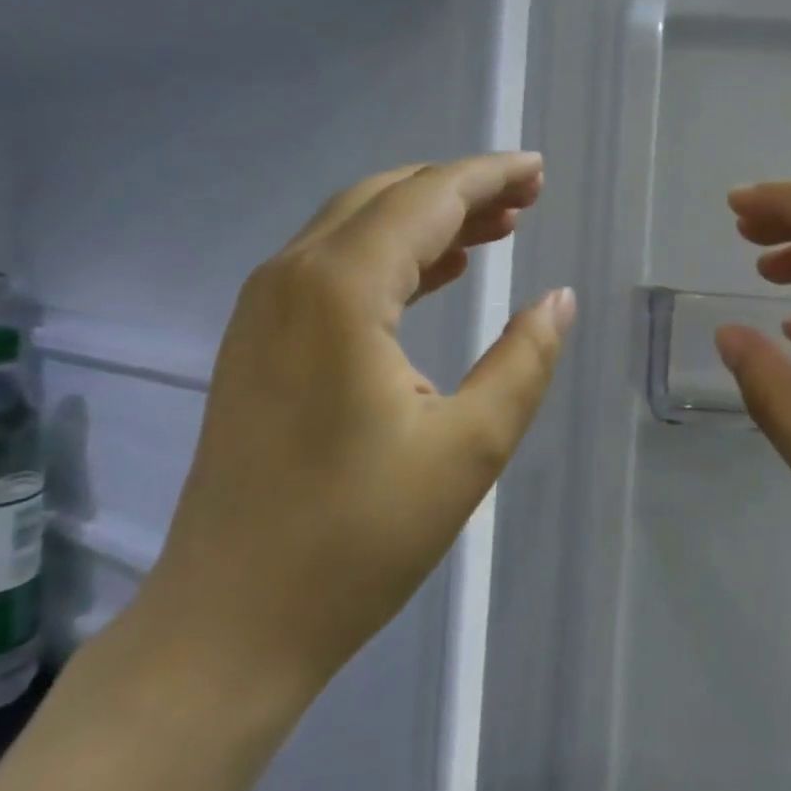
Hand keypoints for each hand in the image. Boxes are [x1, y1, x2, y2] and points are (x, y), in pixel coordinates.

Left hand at [126, 153, 574, 728]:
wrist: (232, 620)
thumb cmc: (359, 538)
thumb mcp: (469, 447)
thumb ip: (524, 360)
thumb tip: (557, 299)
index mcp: (340, 289)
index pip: (426, 198)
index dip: (488, 176)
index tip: (539, 170)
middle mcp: (290, 277)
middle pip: (385, 198)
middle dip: (459, 189)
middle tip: (526, 200)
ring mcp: (261, 310)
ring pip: (353, 229)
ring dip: (424, 221)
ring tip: (495, 230)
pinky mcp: (254, 344)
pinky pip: (330, 268)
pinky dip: (388, 258)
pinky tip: (434, 275)